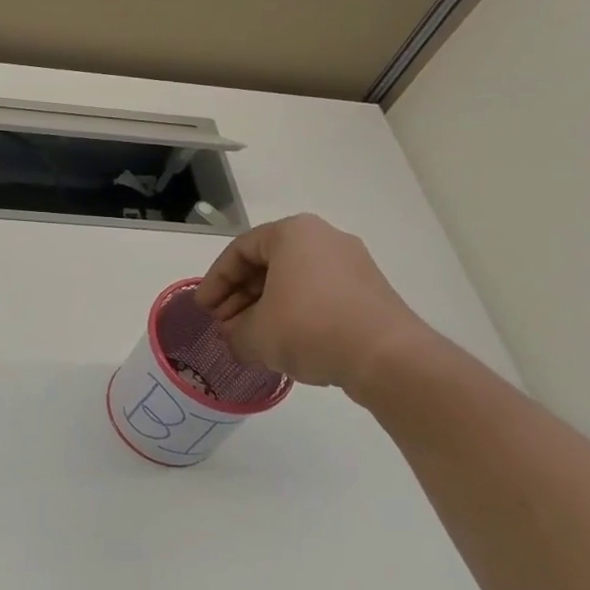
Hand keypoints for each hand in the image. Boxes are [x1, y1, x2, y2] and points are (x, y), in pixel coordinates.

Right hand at [195, 213, 431, 394]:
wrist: (385, 356)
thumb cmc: (309, 328)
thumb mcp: (255, 335)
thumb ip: (234, 333)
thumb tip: (235, 337)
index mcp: (293, 233)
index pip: (239, 251)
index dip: (215, 282)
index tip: (203, 310)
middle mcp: (324, 238)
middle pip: (267, 264)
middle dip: (239, 296)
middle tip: (223, 325)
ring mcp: (351, 263)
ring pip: (293, 280)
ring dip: (264, 307)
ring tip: (249, 338)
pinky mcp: (368, 290)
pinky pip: (318, 294)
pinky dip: (293, 313)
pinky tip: (282, 342)